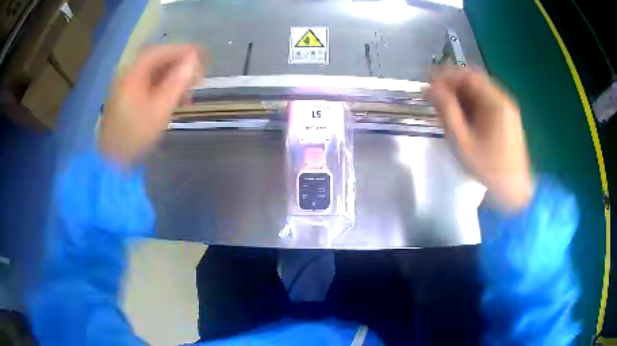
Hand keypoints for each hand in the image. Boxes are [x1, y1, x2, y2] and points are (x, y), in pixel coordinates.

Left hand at [99, 44, 202, 165]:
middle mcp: (129, 74)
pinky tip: (175, 99)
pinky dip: (165, 87)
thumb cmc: (135, 135)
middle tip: (197, 76)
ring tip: (188, 92)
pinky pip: (151, 83)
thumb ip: (176, 83)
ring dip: (174, 78)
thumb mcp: (159, 110)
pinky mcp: (130, 96)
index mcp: (132, 74)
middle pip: (157, 60)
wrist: (113, 159)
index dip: (181, 50)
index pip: (159, 52)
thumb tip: (193, 61)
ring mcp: (128, 85)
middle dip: (179, 65)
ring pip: (155, 72)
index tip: (201, 56)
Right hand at [427, 68, 532, 211]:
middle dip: (453, 86)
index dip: (447, 76)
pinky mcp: (508, 119)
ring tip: (446, 110)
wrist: (514, 190)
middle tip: (435, 98)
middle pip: (475, 82)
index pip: (468, 76)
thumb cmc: (488, 167)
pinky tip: (463, 118)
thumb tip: (432, 88)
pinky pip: (487, 104)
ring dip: (461, 96)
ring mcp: (507, 109)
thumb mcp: (463, 141)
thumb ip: (447, 112)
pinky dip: (472, 105)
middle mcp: (503, 100)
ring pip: (480, 93)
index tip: (430, 86)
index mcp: (495, 102)